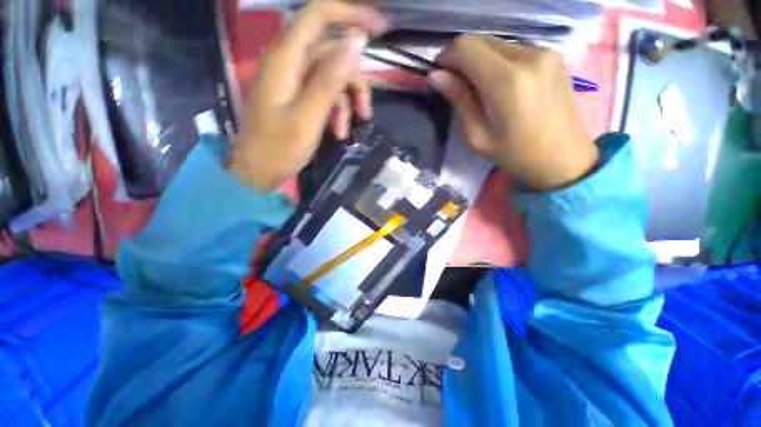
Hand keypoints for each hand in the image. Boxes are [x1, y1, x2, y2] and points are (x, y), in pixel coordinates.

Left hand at [230, 1, 387, 189]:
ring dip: (347, 101)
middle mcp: (289, 63)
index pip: (318, 16)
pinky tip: (339, 132)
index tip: (379, 29)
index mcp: (285, 60)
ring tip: (350, 128)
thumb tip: (357, 43)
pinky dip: (336, 111)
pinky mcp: (298, 97)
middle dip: (354, 80)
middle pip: (331, 52)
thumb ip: (330, 79)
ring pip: (331, 76)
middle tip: (366, 110)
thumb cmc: (278, 148)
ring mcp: (294, 81)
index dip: (350, 14)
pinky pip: (324, 94)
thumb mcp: (308, 116)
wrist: (258, 171)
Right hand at [429, 35, 599, 190]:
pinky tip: (499, 86)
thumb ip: (460, 100)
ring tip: (478, 89)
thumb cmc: (516, 155)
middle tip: (456, 85)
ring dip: (479, 61)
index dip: (446, 58)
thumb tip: (436, 77)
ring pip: (496, 43)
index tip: (440, 77)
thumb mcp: (479, 136)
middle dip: (461, 59)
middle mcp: (528, 56)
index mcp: (507, 81)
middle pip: (480, 40)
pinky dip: (497, 62)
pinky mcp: (553, 56)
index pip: (466, 47)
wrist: (564, 159)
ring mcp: (544, 53)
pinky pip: (513, 49)